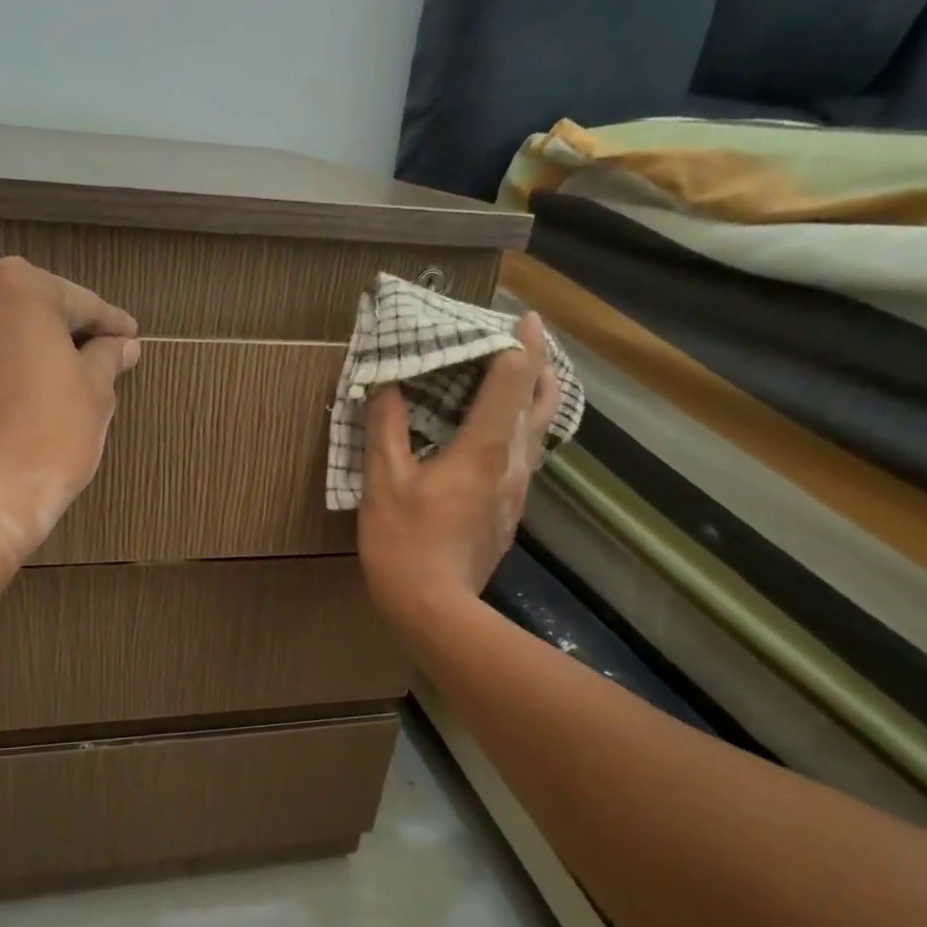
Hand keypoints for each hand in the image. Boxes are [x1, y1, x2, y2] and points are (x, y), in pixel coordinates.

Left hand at [0, 256, 139, 555]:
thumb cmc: (51, 437)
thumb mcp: (95, 393)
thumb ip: (107, 356)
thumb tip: (123, 344)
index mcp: (18, 286)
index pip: (77, 302)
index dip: (108, 323)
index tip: (127, 337)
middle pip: (23, 308)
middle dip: (53, 331)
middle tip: (83, 360)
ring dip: (8, 346)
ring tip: (32, 381)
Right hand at [357, 312, 562, 630]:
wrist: (435, 610)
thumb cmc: (405, 543)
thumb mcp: (383, 482)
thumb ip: (385, 428)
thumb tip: (384, 386)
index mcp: (486, 447)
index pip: (515, 378)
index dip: (520, 341)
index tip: (520, 316)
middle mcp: (514, 464)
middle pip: (544, 401)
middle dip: (542, 364)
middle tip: (528, 340)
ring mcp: (517, 492)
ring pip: (540, 431)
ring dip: (535, 397)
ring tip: (519, 379)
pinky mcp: (510, 513)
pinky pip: (526, 457)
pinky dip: (521, 429)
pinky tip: (498, 436)